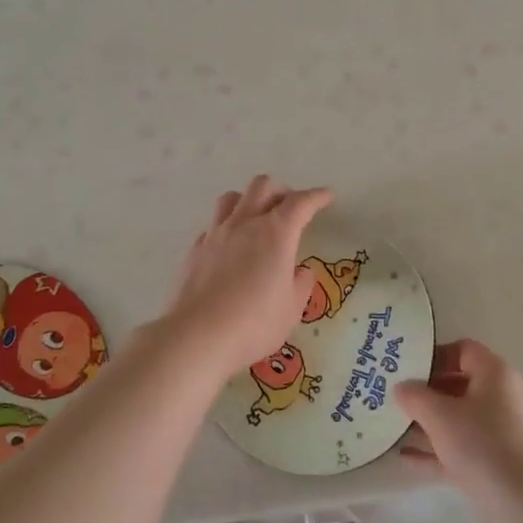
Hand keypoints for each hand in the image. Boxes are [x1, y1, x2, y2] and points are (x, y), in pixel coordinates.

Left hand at [163, 176, 332, 377]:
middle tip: (291, 209)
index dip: (316, 196)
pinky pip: (214, 225)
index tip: (326, 196)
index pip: (300, 203)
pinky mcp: (195, 249)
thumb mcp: (291, 309)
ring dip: (249, 200)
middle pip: (262, 187)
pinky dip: (227, 227)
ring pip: (232, 198)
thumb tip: (300, 271)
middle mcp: (245, 224)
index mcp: (276, 233)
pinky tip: (231, 247)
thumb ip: (300, 284)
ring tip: (257, 219)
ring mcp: (216, 234)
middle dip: (281, 191)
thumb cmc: (255, 323)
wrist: (198, 336)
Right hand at [395, 339, 522, 500]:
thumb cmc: (481, 444)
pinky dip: (436, 451)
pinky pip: (460, 448)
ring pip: (458, 419)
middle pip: (458, 384)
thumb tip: (402, 388)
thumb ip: (415, 396)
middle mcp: (500, 398)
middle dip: (426, 391)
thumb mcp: (439, 414)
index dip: (435, 355)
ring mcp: (499, 433)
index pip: (463, 350)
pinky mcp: (495, 464)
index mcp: (494, 374)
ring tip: (394, 426)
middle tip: (394, 397)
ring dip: (428, 422)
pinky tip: (405, 458)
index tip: (407, 368)